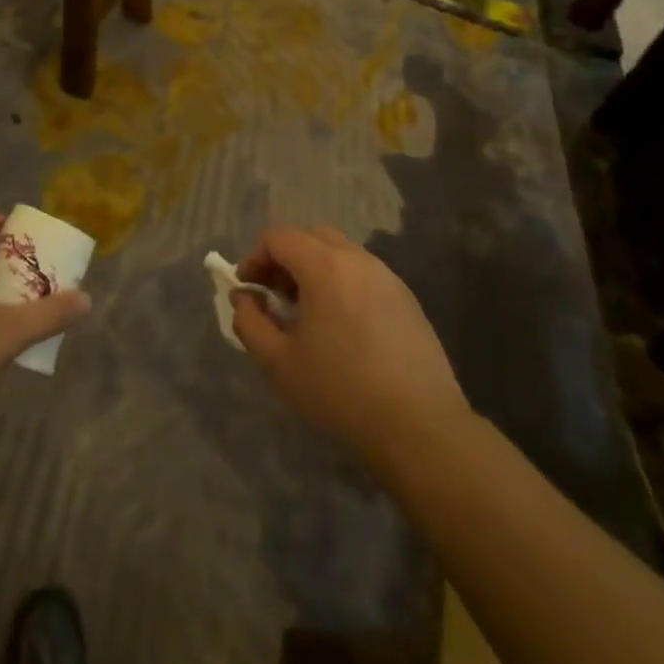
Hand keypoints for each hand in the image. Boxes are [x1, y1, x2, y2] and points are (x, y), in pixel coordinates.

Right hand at [232, 225, 466, 467]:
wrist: (419, 426)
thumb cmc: (340, 392)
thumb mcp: (279, 363)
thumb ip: (250, 322)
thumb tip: (244, 298)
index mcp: (325, 267)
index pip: (280, 236)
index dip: (255, 257)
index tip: (248, 289)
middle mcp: (358, 260)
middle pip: (311, 236)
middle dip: (285, 258)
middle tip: (275, 296)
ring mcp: (388, 277)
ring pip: (341, 253)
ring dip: (315, 269)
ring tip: (307, 313)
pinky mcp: (407, 299)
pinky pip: (364, 274)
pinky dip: (342, 283)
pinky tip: (342, 327)